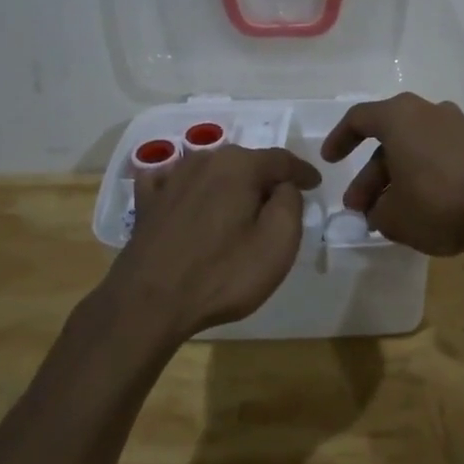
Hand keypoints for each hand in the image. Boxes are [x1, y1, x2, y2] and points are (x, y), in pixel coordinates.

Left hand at [103, 146, 320, 339]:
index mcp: (239, 165)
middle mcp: (204, 160)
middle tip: (281, 202)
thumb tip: (283, 186)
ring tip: (241, 205)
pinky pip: (175, 182)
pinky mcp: (148, 202)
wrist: (148, 303)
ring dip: (230, 183)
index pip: (282, 160)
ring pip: (212, 171)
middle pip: (246, 162)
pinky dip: (189, 187)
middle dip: (266, 178)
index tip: (316, 184)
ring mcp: (171, 179)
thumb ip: (290, 203)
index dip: (302, 172)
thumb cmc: (222, 274)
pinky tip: (188, 197)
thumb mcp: (278, 242)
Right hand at [320, 93, 463, 255]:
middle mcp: (428, 112)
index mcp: (399, 117)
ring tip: (389, 216)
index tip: (330, 161)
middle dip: (370, 175)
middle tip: (359, 208)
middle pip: (388, 139)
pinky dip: (424, 178)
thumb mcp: (394, 217)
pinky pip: (439, 157)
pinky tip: (423, 210)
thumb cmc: (440, 201)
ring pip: (415, 150)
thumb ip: (376, 212)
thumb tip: (378, 210)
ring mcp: (458, 127)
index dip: (339, 139)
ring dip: (397, 179)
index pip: (359, 118)